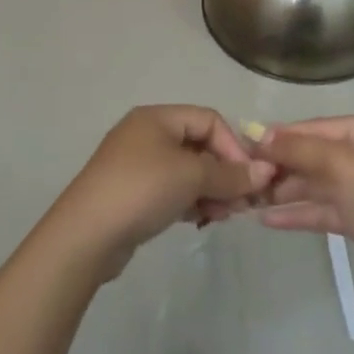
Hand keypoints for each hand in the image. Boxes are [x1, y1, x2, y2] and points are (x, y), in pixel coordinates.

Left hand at [49, 106, 274, 281]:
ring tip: (224, 216)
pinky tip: (203, 220)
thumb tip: (266, 172)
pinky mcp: (134, 194)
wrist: (86, 235)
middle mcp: (146, 134)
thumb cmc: (141, 190)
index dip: (233, 146)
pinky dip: (192, 201)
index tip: (248, 179)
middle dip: (225, 172)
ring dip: (211, 190)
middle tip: (242, 204)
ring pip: (188, 171)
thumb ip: (230, 174)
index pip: (209, 120)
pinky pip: (173, 190)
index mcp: (156, 117)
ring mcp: (137, 165)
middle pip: (199, 145)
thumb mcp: (191, 177)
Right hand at [255, 115, 353, 323]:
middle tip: (246, 173)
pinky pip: (325, 209)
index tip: (247, 142)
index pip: (322, 126)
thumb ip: (298, 148)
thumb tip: (260, 134)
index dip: (285, 134)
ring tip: (251, 197)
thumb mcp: (340, 164)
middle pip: (319, 154)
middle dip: (284, 164)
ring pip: (320, 183)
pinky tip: (268, 219)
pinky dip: (300, 212)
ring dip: (288, 189)